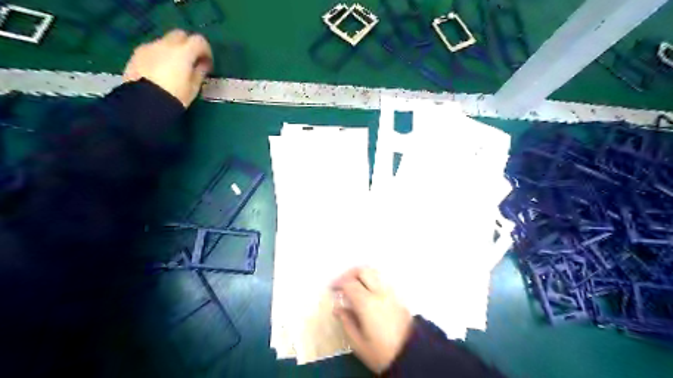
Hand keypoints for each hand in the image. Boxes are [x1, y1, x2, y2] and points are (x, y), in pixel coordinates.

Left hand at [123, 29, 211, 106]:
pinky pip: (154, 49)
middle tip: (192, 61)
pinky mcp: (137, 53)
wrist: (144, 103)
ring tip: (175, 67)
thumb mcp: (194, 87)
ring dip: (173, 50)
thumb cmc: (175, 96)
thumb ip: (200, 71)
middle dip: (188, 45)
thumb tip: (203, 64)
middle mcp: (166, 44)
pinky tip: (161, 70)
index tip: (207, 63)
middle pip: (181, 35)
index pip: (199, 41)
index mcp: (183, 52)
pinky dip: (161, 55)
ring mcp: (150, 47)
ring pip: (166, 41)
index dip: (206, 51)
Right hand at [331, 267, 412, 373]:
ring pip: (374, 272)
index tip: (332, 289)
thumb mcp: (358, 343)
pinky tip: (367, 291)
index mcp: (367, 303)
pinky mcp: (398, 296)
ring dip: (361, 275)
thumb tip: (338, 308)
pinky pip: (382, 280)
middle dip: (350, 274)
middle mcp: (379, 292)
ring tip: (354, 286)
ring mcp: (390, 292)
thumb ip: (346, 322)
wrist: (412, 355)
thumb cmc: (381, 352)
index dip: (338, 283)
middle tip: (342, 284)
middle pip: (363, 270)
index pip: (349, 283)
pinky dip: (372, 279)